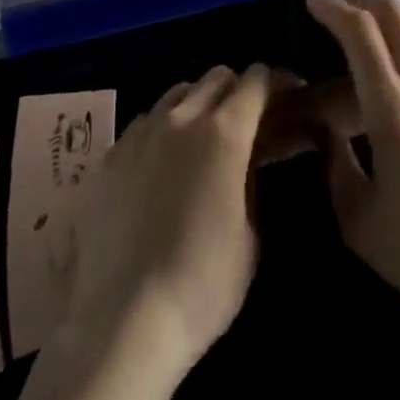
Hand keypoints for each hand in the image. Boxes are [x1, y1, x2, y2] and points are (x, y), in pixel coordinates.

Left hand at [21, 65, 278, 399]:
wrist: (121, 323)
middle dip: (237, 90)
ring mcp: (142, 131)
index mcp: (225, 131)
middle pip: (217, 76)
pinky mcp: (111, 154)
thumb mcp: (250, 236)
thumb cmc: (201, 285)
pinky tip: (160, 165)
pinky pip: (145, 122)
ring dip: (197, 104)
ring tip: (200, 140)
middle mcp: (183, 116)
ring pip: (178, 92)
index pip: (257, 80)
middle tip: (245, 122)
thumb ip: (251, 182)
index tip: (287, 97)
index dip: (276, 83)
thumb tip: (247, 162)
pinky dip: (162, 130)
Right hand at [304, 0, 399, 333]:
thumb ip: (333, 163)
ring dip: (392, 19)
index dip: (333, 7)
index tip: (313, 0)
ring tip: (373, 35)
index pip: (359, 30)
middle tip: (339, 11)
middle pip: (394, 12)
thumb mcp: (357, 219)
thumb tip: (320, 126)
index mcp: (390, 105)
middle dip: (361, 0)